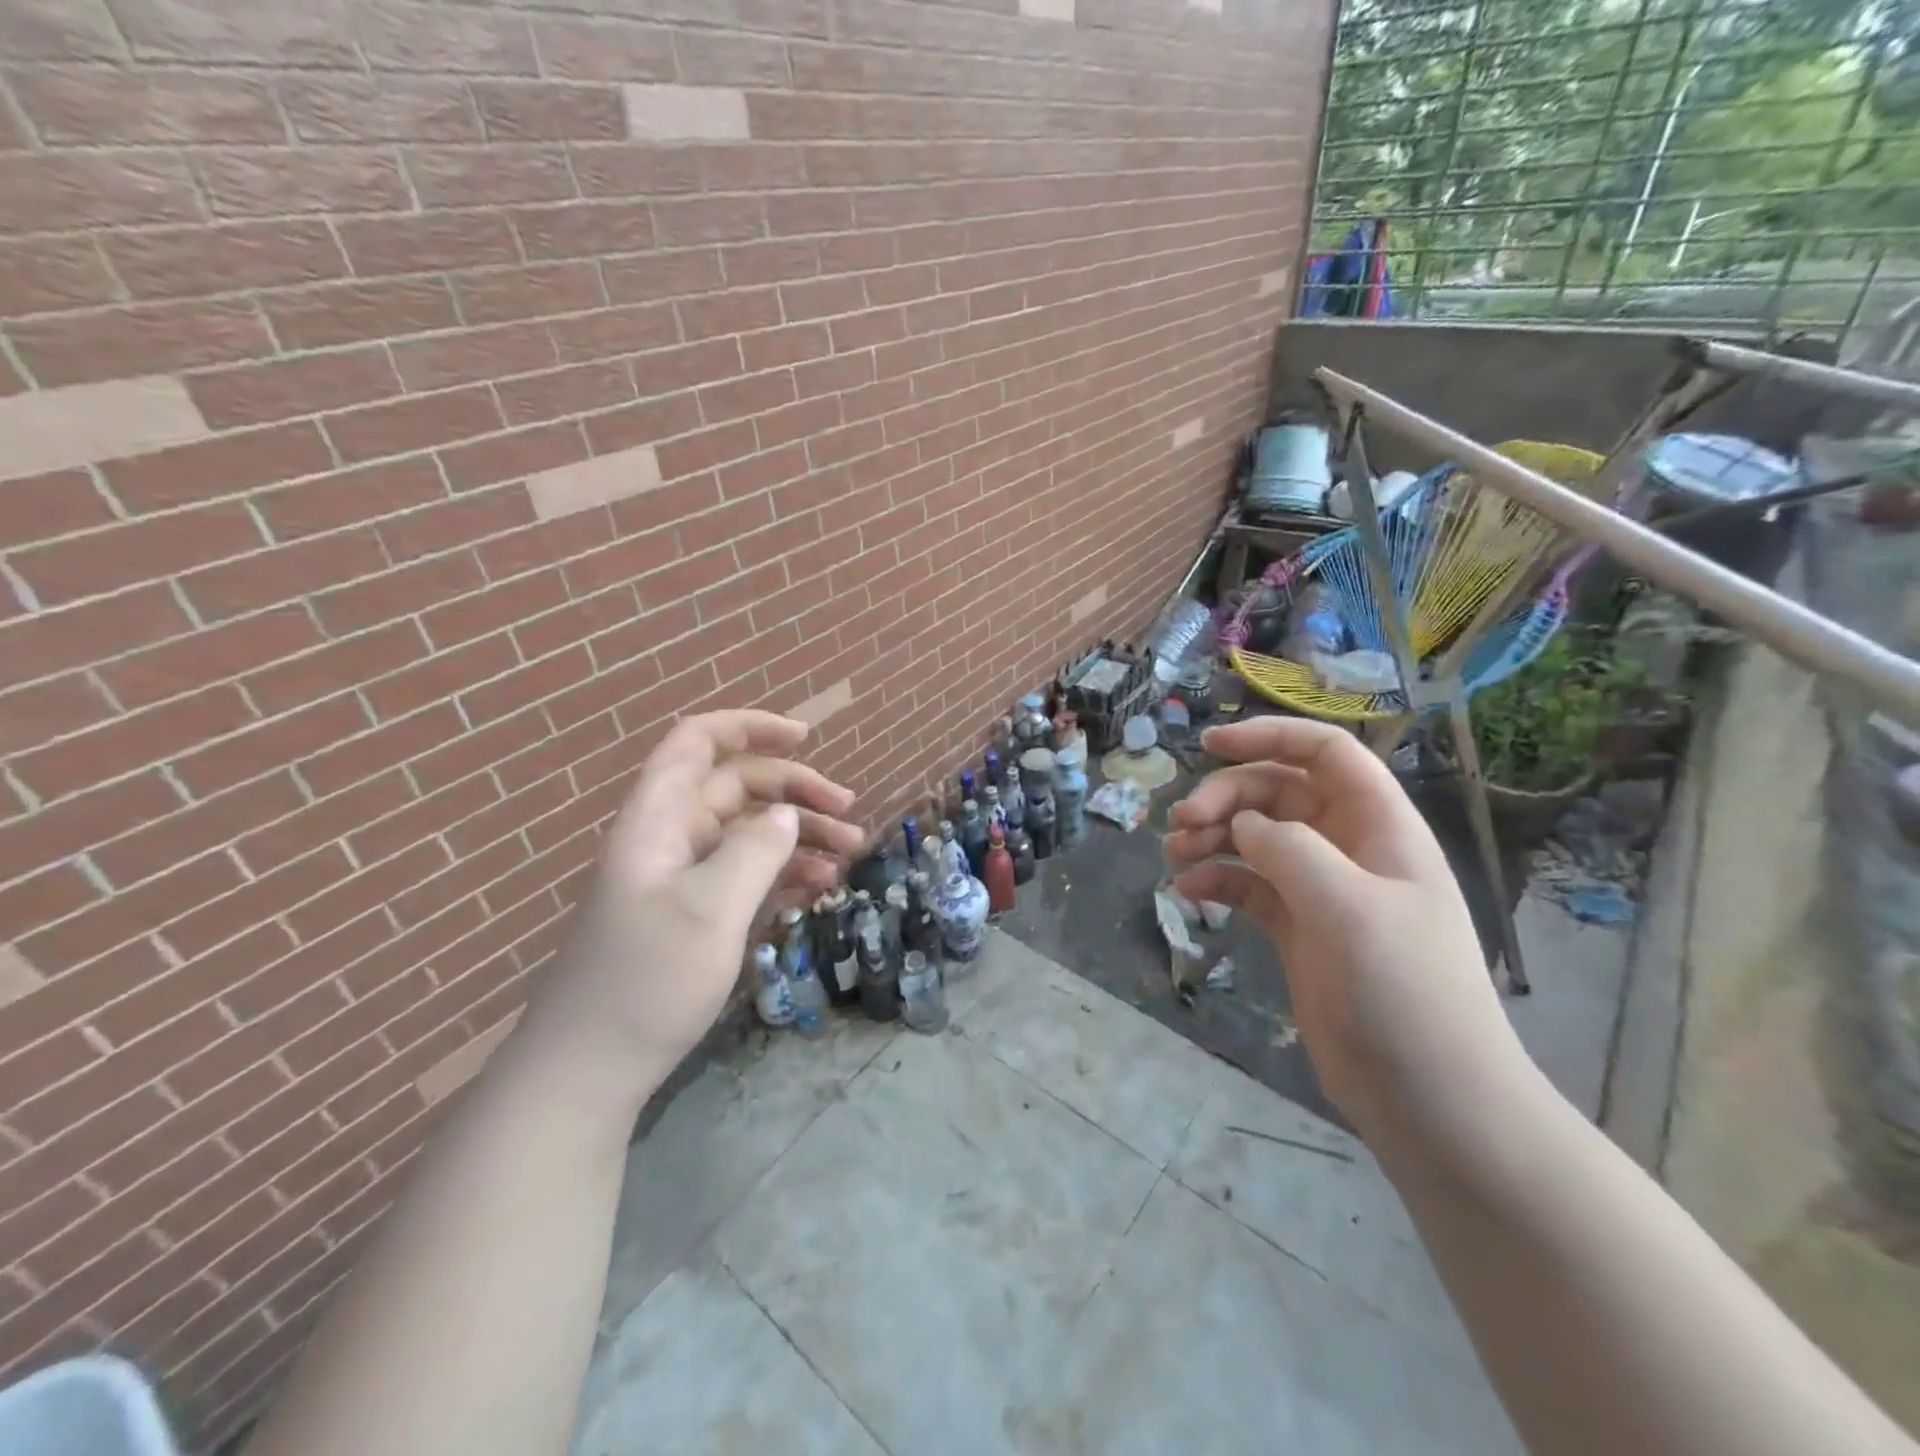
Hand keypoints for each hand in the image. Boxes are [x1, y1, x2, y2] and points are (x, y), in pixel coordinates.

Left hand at [518, 710, 864, 1107]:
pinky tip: (818, 887)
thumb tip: (787, 816)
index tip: (806, 738)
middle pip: (737, 788)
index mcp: (659, 820)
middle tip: (848, 815)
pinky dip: (784, 872)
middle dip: (795, 791)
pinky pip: (746, 874)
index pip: (698, 743)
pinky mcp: (693, 915)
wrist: (587, 1072)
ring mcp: (682, 879)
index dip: (749, 727)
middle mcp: (671, 839)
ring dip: (800, 836)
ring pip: (748, 833)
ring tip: (850, 854)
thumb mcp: (709, 910)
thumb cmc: (645, 981)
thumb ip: (755, 852)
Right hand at [1165, 718, 1523, 1141]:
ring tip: (1173, 856)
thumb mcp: (1348, 907)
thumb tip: (1243, 824)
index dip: (1270, 736)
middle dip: (1225, 797)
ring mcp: (1321, 890)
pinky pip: (1248, 885)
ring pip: (1256, 837)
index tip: (1210, 744)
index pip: (1325, 753)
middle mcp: (1348, 847)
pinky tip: (1190, 893)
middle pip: (1276, 792)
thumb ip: (1289, 849)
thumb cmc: (1404, 992)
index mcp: (1377, 826)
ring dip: (1212, 836)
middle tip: (1181, 822)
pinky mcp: (1297, 929)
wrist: (1431, 1098)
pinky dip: (1216, 880)